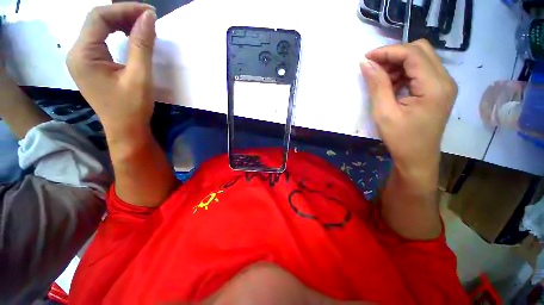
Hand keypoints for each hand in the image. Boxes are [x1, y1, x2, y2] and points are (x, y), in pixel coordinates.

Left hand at [67, 3, 156, 136]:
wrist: (126, 129)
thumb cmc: (132, 107)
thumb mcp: (139, 77)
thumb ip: (142, 45)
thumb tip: (149, 17)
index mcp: (83, 55)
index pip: (99, 17)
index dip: (125, 9)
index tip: (150, 12)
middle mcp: (77, 53)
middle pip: (97, 20)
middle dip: (123, 14)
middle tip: (148, 19)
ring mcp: (82, 59)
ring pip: (99, 29)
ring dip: (121, 23)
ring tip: (142, 27)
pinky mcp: (91, 65)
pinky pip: (101, 40)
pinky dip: (117, 34)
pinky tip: (131, 37)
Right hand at [360, 39, 456, 189]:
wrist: (417, 159)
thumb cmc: (400, 140)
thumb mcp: (384, 113)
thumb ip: (377, 85)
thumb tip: (366, 64)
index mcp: (434, 87)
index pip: (413, 54)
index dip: (388, 52)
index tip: (366, 58)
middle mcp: (445, 80)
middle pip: (420, 51)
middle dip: (394, 55)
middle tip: (373, 67)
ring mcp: (444, 85)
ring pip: (421, 59)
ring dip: (398, 64)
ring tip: (380, 79)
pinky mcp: (439, 90)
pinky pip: (421, 71)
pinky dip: (404, 72)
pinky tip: (392, 85)